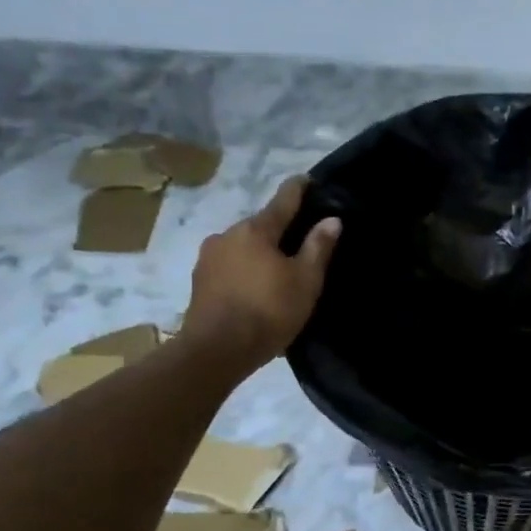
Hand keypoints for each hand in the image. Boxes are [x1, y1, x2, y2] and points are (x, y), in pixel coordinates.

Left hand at [182, 178, 340, 372]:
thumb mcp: (305, 281)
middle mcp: (228, 234)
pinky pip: (230, 267)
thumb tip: (332, 219)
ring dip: (260, 253)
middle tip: (300, 243)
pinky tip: (255, 289)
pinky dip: (245, 271)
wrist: (216, 350)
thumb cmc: (268, 311)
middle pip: (260, 226)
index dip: (298, 189)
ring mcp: (208, 257)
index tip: (307, 179)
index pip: (282, 200)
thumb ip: (318, 247)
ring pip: (243, 247)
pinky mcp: (199, 281)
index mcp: (256, 230)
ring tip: (277, 272)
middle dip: (279, 230)